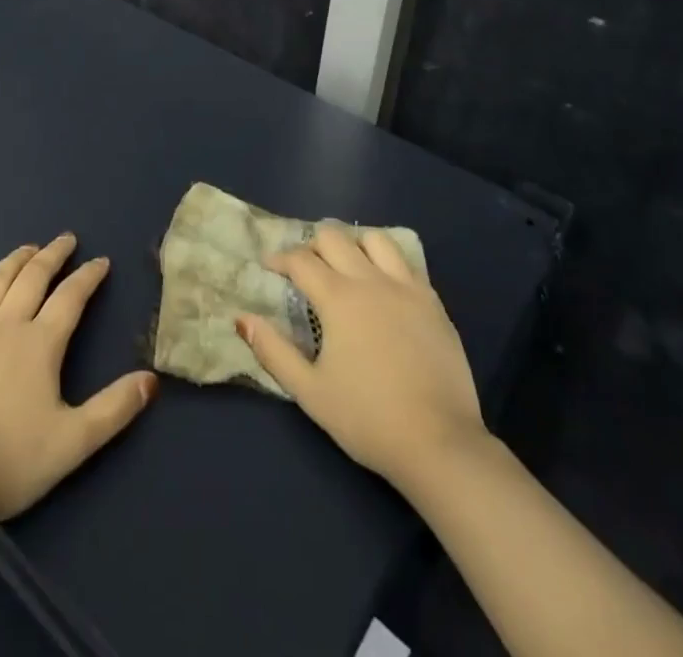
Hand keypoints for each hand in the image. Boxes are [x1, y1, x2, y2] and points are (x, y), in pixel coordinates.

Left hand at [0, 234, 156, 526]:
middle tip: (65, 239)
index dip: (88, 276)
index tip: (101, 261)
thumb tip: (152, 380)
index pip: (71, 297)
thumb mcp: (72, 442)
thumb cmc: (8, 461)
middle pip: (33, 277)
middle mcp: (6, 324)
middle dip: (53, 254)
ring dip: (15, 260)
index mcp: (41, 343)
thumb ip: (114, 409)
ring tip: (28, 248)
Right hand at [237, 224, 490, 494]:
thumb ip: (273, 351)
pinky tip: (383, 285)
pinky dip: (387, 262)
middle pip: (335, 237)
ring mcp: (407, 288)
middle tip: (305, 268)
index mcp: (338, 298)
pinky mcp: (433, 302)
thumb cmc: (367, 419)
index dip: (280, 259)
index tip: (269, 266)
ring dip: (353, 244)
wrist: (440, 444)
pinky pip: (406, 263)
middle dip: (312, 244)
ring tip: (345, 265)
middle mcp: (371, 280)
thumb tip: (242, 318)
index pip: (301, 260)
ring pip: (375, 239)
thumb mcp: (310, 392)